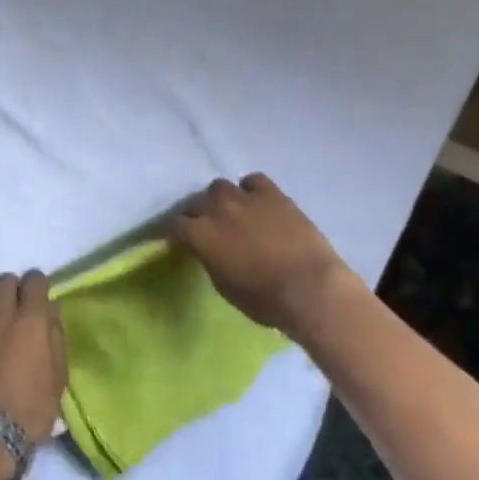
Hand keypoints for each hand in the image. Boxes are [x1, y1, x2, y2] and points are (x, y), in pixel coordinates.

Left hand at [0, 271, 67, 443]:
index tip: (39, 298)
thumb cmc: (30, 410)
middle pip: (5, 280)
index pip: (35, 279)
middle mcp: (0, 314)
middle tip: (16, 310)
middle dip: (13, 290)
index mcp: (31, 320)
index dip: (39, 285)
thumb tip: (50, 313)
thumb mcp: (58, 377)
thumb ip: (56, 338)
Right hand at [169, 174, 360, 345]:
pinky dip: (250, 189)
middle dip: (195, 214)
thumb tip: (209, 250)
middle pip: (195, 201)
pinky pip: (253, 181)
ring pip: (221, 186)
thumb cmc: (263, 299)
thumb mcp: (224, 285)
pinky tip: (256, 202)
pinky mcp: (273, 194)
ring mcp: (246, 197)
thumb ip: (210, 259)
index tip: (170, 238)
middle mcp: (217, 209)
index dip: (170, 232)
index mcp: (200, 234)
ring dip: (220, 199)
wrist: (309, 287)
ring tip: (229, 212)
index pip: (173, 225)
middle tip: (202, 227)